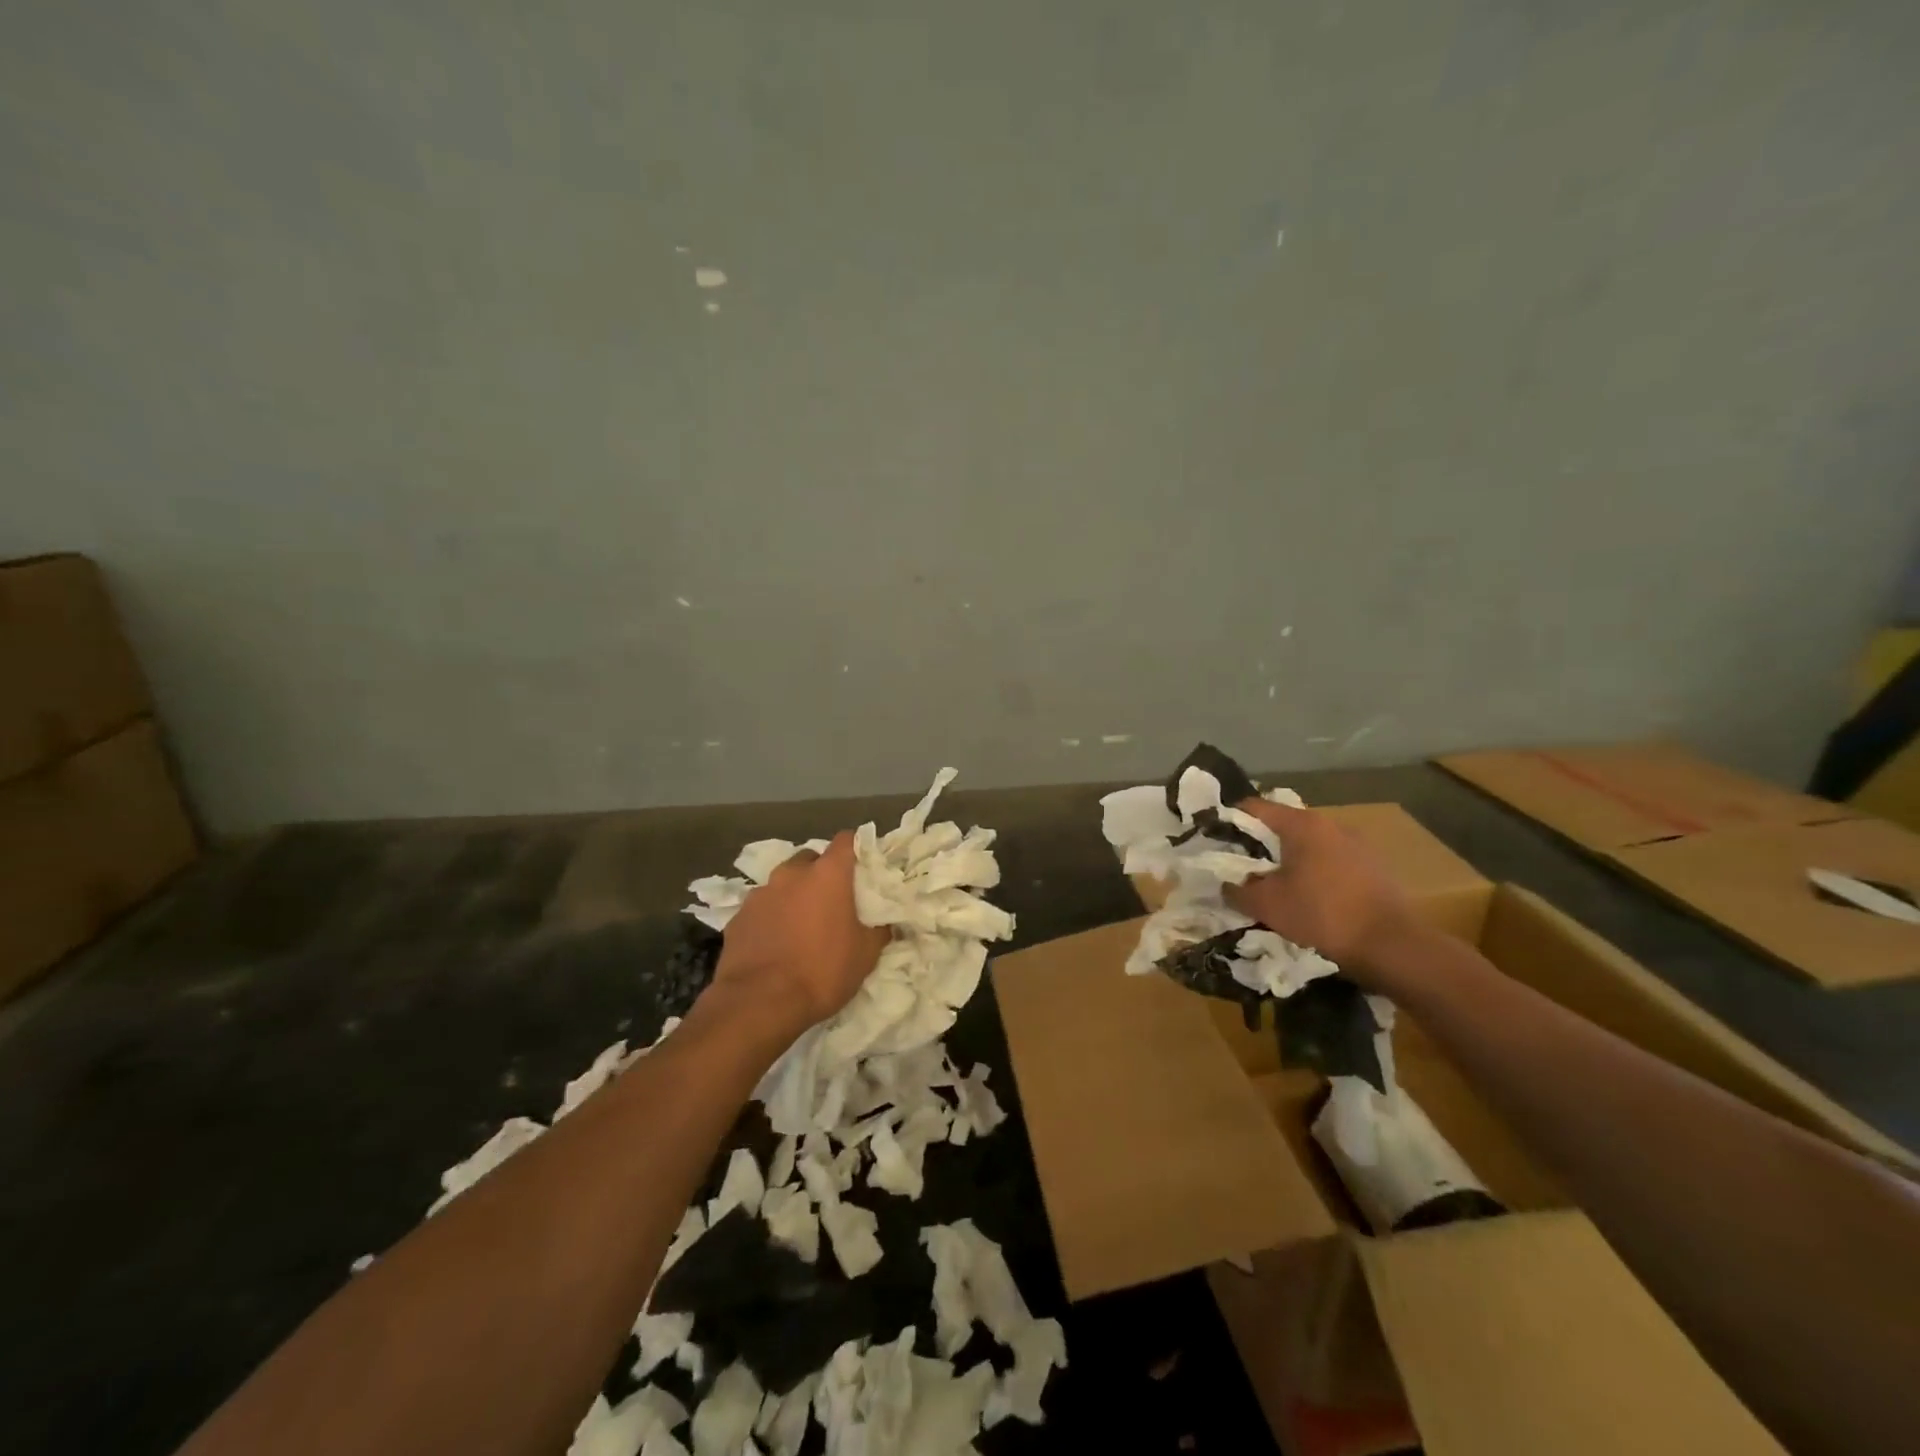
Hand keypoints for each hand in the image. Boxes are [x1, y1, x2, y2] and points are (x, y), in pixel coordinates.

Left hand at [710, 833, 889, 1033]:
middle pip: (811, 859)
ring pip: (783, 883)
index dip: (856, 849)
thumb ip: (879, 930)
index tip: (863, 867)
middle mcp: (792, 874)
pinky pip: (762, 908)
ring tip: (801, 925)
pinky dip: (771, 917)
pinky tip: (775, 943)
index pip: (846, 840)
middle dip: (821, 873)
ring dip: (794, 895)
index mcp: (827, 874)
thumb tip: (886, 922)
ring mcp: (761, 893)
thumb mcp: (866, 955)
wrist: (760, 1002)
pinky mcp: (738, 917)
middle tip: (832, 901)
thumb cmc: (822, 971)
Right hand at [1224, 798, 1424, 989]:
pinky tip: (1309, 896)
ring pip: (1309, 844)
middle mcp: (1331, 824)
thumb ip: (1237, 890)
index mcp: (1302, 824)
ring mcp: (1357, 843)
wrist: (1391, 945)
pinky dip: (1314, 871)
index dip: (1230, 821)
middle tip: (1241, 867)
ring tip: (1275, 884)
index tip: (1215, 840)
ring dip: (1289, 859)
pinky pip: (1332, 860)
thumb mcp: (1266, 905)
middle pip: (1283, 825)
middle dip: (1260, 844)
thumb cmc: (1322, 915)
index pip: (1254, 807)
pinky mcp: (1374, 866)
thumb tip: (1226, 885)